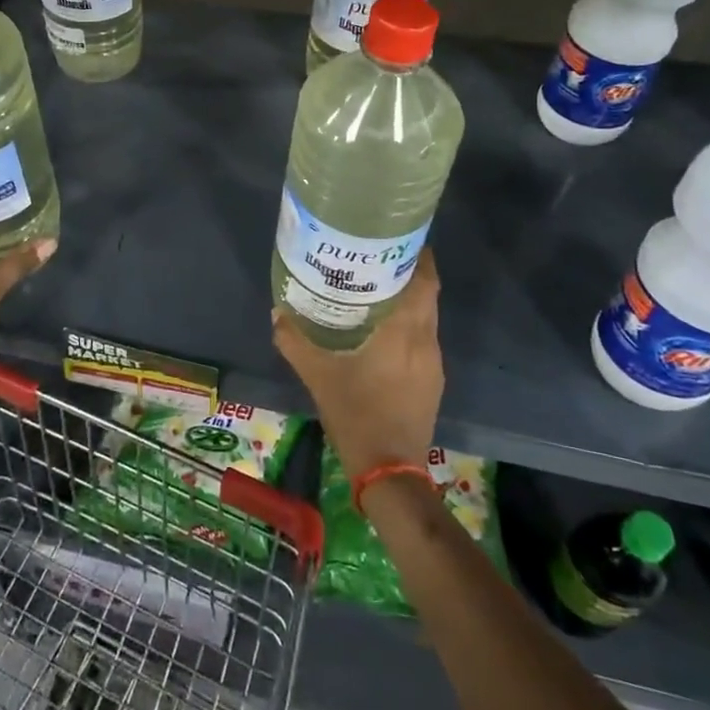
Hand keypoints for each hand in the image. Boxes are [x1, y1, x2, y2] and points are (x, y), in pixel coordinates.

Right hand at [273, 249, 442, 479]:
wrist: (390, 471)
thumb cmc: (356, 413)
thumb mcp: (317, 375)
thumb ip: (295, 341)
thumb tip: (277, 312)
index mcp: (405, 332)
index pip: (424, 281)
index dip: (417, 256)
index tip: (398, 238)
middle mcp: (426, 342)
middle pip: (427, 295)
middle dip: (407, 273)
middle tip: (376, 259)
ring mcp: (433, 364)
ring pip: (426, 319)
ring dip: (408, 300)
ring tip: (375, 288)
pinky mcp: (432, 382)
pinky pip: (423, 340)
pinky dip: (408, 326)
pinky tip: (382, 331)